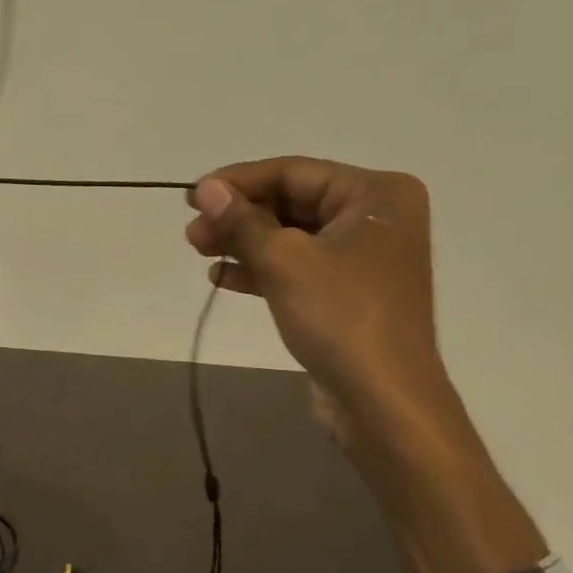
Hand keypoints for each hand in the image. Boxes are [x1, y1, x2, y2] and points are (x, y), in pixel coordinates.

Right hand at [185, 156, 545, 572]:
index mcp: (376, 194)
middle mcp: (374, 217)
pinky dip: (260, 269)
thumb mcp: (285, 261)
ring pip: (290, 236)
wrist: (382, 400)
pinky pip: (296, 267)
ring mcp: (361, 258)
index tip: (190, 197)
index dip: (238, 182)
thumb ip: (242, 221)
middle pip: (291, 203)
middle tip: (192, 233)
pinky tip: (222, 277)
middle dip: (238, 216)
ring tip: (199, 251)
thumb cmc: (341, 317)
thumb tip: (204, 188)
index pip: (293, 172)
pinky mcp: (345, 292)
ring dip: (243, 243)